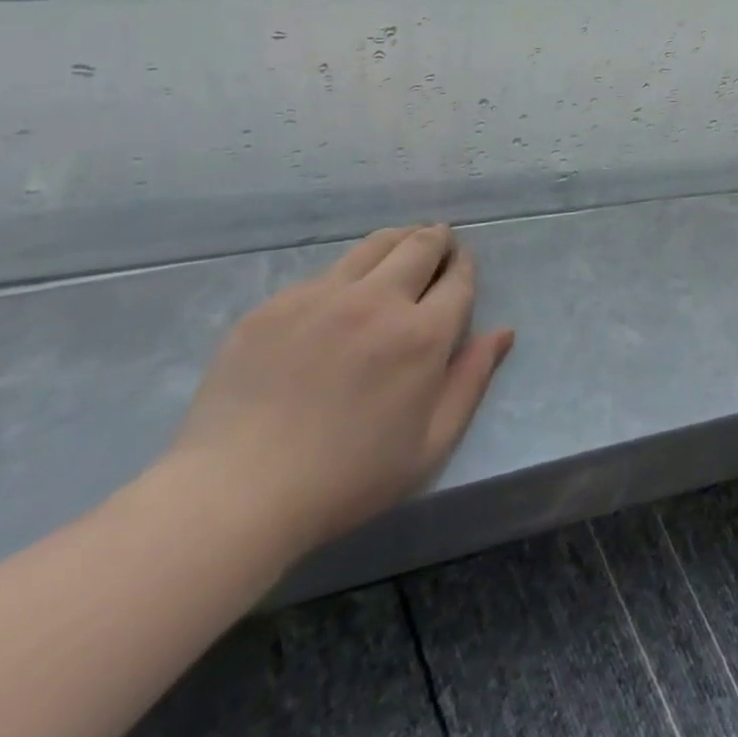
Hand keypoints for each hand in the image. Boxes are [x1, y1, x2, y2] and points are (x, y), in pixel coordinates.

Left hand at [164, 225, 513, 559]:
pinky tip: (337, 303)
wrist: (234, 496)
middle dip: (438, 239)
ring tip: (400, 250)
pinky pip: (324, 274)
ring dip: (398, 241)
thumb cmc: (346, 480)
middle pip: (420, 245)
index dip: (465, 267)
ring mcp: (322, 297)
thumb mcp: (430, 444)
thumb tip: (503, 331)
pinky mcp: (276, 305)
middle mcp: (378, 301)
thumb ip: (472, 380)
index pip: (459, 278)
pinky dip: (346, 276)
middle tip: (439, 244)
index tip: (462, 267)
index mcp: (422, 335)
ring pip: (374, 245)